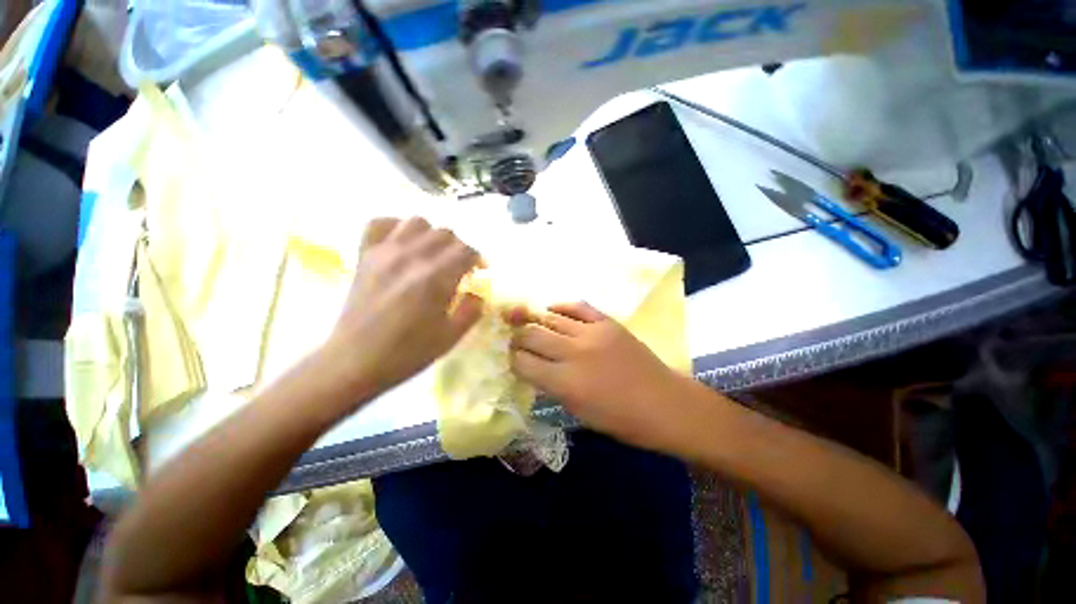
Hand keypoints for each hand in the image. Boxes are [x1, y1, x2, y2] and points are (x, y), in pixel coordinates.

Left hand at [322, 217, 481, 401]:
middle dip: (459, 248)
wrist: (355, 362)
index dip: (478, 258)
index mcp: (435, 278)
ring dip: (431, 235)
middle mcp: (412, 257)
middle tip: (459, 267)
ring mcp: (384, 253)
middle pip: (445, 233)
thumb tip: (477, 293)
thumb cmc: (407, 353)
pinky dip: (396, 227)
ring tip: (432, 254)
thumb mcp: (451, 337)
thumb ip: (472, 310)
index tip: (480, 270)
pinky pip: (379, 223)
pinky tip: (402, 244)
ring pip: (416, 222)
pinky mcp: (364, 256)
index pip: (466, 250)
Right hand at [506, 302, 688, 450]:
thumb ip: (553, 387)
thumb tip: (535, 368)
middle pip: (532, 334)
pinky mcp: (607, 322)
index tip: (512, 359)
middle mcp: (573, 353)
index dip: (512, 359)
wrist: (664, 403)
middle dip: (517, 337)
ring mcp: (592, 333)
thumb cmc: (621, 419)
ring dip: (534, 319)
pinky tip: (551, 309)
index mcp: (565, 382)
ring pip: (551, 318)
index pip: (523, 363)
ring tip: (524, 320)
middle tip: (514, 339)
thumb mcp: (579, 411)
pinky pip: (578, 306)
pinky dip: (561, 306)